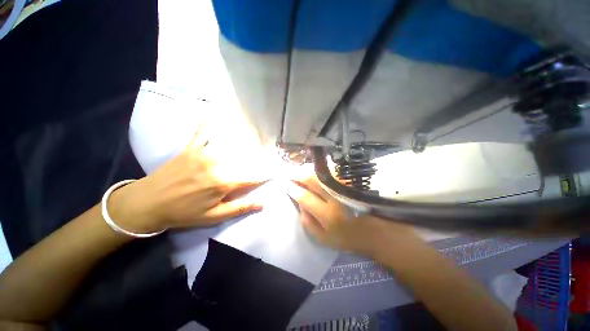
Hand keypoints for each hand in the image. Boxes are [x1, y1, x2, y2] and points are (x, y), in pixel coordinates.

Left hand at [108, 130, 267, 233]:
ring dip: (246, 140)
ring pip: (231, 143)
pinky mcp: (191, 147)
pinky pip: (203, 131)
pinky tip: (217, 114)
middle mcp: (218, 163)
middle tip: (270, 157)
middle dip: (261, 158)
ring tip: (256, 139)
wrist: (147, 203)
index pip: (254, 175)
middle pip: (247, 158)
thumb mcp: (214, 217)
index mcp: (224, 182)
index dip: (268, 173)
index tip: (278, 170)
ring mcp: (204, 152)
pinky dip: (210, 123)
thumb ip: (240, 207)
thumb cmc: (183, 212)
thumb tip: (263, 202)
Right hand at [287, 176, 419, 256]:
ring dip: (307, 169)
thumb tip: (298, 201)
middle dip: (297, 174)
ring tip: (299, 170)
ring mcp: (346, 186)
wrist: (379, 232)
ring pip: (322, 172)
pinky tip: (314, 170)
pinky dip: (320, 169)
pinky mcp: (353, 181)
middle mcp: (337, 198)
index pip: (304, 197)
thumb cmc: (349, 238)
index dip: (292, 188)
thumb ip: (307, 222)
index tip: (284, 182)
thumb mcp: (324, 239)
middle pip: (312, 179)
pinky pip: (332, 171)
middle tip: (288, 172)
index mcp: (328, 216)